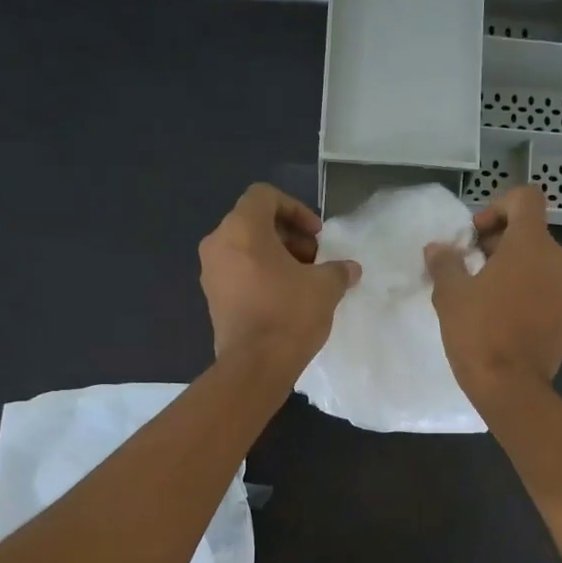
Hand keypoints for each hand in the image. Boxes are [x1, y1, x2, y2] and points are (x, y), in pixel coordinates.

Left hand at [199, 183, 359, 374]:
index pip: (265, 196)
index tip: (317, 235)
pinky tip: (286, 298)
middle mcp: (218, 244)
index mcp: (242, 229)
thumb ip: (338, 270)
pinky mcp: (213, 298)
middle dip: (289, 236)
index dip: (296, 209)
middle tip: (315, 259)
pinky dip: (261, 275)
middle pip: (254, 222)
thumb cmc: (289, 314)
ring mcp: (211, 272)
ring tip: (304, 280)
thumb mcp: (325, 287)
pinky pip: (238, 272)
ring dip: (276, 256)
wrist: (255, 366)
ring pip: (245, 248)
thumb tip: (350, 269)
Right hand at [424, 183, 561, 401]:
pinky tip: (503, 318)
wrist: (512, 388)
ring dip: (514, 270)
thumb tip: (437, 248)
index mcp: (532, 245)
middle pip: (532, 233)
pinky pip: (548, 292)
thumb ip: (445, 263)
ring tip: (485, 295)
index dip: (498, 207)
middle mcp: (559, 261)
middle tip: (471, 268)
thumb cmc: (479, 333)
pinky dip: (528, 293)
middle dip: (500, 243)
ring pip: (541, 264)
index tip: (475, 236)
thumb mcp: (450, 295)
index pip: (526, 198)